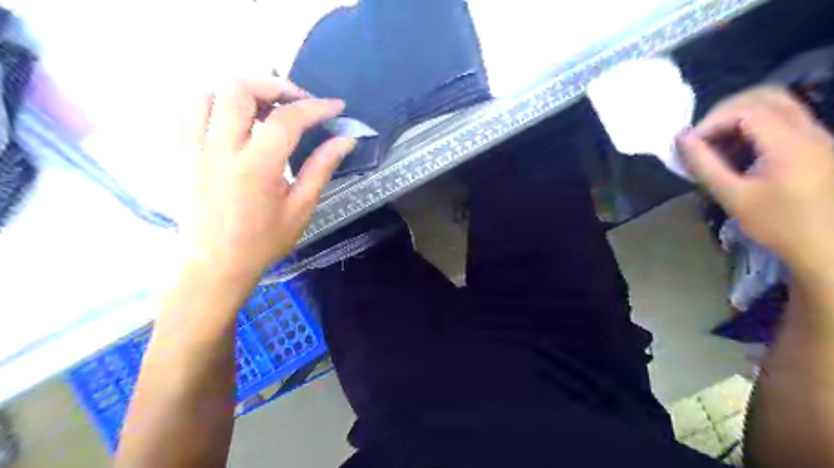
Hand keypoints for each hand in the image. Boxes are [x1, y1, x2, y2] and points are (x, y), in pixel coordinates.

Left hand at [181, 77, 352, 279]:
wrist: (213, 266)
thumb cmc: (262, 242)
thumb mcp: (300, 208)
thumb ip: (321, 168)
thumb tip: (345, 140)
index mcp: (256, 167)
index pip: (286, 119)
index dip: (315, 107)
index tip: (335, 108)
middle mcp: (220, 149)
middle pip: (238, 88)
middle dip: (274, 84)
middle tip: (296, 103)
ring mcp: (194, 148)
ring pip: (208, 92)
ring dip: (241, 91)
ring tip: (265, 108)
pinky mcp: (181, 154)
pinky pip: (188, 111)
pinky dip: (214, 103)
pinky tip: (234, 120)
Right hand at [677, 85, 833, 276]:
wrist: (825, 246)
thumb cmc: (777, 224)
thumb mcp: (733, 197)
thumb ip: (705, 165)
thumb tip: (682, 139)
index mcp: (791, 144)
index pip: (747, 110)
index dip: (712, 121)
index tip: (690, 144)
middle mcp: (809, 131)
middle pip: (767, 96)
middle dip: (726, 110)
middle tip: (702, 135)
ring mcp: (817, 136)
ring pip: (777, 104)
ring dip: (740, 115)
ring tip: (715, 142)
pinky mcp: (815, 145)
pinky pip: (783, 119)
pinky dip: (754, 125)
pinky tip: (736, 149)